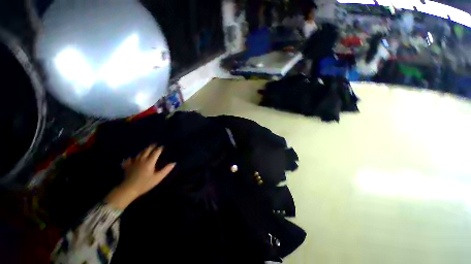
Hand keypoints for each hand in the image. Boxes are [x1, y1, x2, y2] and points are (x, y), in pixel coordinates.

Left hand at [105, 145, 175, 209]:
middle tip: (154, 144)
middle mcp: (142, 160)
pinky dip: (130, 158)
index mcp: (150, 162)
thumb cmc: (145, 183)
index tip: (162, 146)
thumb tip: (173, 163)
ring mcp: (133, 162)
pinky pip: (128, 160)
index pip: (156, 152)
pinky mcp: (127, 167)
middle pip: (147, 151)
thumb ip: (166, 170)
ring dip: (143, 150)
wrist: (128, 189)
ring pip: (139, 154)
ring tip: (146, 148)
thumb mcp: (158, 177)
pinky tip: (130, 158)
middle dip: (151, 147)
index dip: (159, 149)